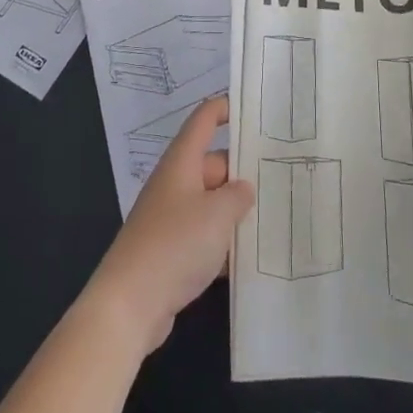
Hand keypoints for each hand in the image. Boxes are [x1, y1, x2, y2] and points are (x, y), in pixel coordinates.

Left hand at [83, 99, 253, 353]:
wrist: (129, 304)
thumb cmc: (174, 245)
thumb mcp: (216, 215)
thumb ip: (237, 196)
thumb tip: (243, 188)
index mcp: (182, 163)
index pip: (203, 121)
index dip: (225, 108)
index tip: (254, 108)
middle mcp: (175, 183)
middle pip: (214, 164)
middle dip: (244, 170)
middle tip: (283, 174)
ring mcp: (171, 218)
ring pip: (212, 202)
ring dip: (237, 210)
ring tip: (276, 214)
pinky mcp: (172, 250)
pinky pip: (205, 235)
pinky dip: (225, 242)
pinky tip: (251, 258)